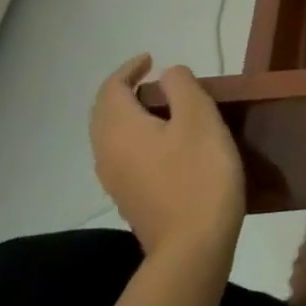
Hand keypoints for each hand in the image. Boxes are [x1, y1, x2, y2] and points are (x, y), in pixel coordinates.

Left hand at [89, 54, 244, 265]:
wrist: (192, 247)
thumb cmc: (199, 175)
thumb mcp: (200, 119)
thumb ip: (182, 87)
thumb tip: (168, 74)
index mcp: (119, 129)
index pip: (111, 88)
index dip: (129, 69)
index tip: (152, 59)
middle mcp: (107, 152)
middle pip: (105, 113)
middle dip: (126, 91)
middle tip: (156, 80)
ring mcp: (115, 180)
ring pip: (113, 136)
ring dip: (132, 115)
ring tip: (165, 108)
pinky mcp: (131, 199)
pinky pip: (124, 155)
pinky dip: (139, 137)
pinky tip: (168, 144)